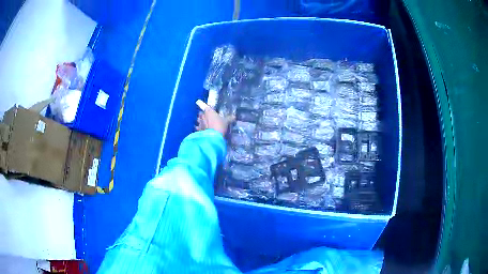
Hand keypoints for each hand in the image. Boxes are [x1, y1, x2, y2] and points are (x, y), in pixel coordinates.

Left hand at [195, 105, 232, 136]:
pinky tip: (202, 129)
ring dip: (200, 121)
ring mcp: (199, 122)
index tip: (211, 111)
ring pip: (198, 119)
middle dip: (203, 115)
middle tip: (208, 117)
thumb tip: (234, 117)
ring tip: (204, 123)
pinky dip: (199, 128)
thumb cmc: (220, 125)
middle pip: (201, 113)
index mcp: (209, 111)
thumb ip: (229, 118)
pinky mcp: (198, 129)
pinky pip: (197, 127)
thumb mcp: (226, 122)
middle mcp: (203, 115)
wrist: (213, 136)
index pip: (207, 107)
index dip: (208, 109)